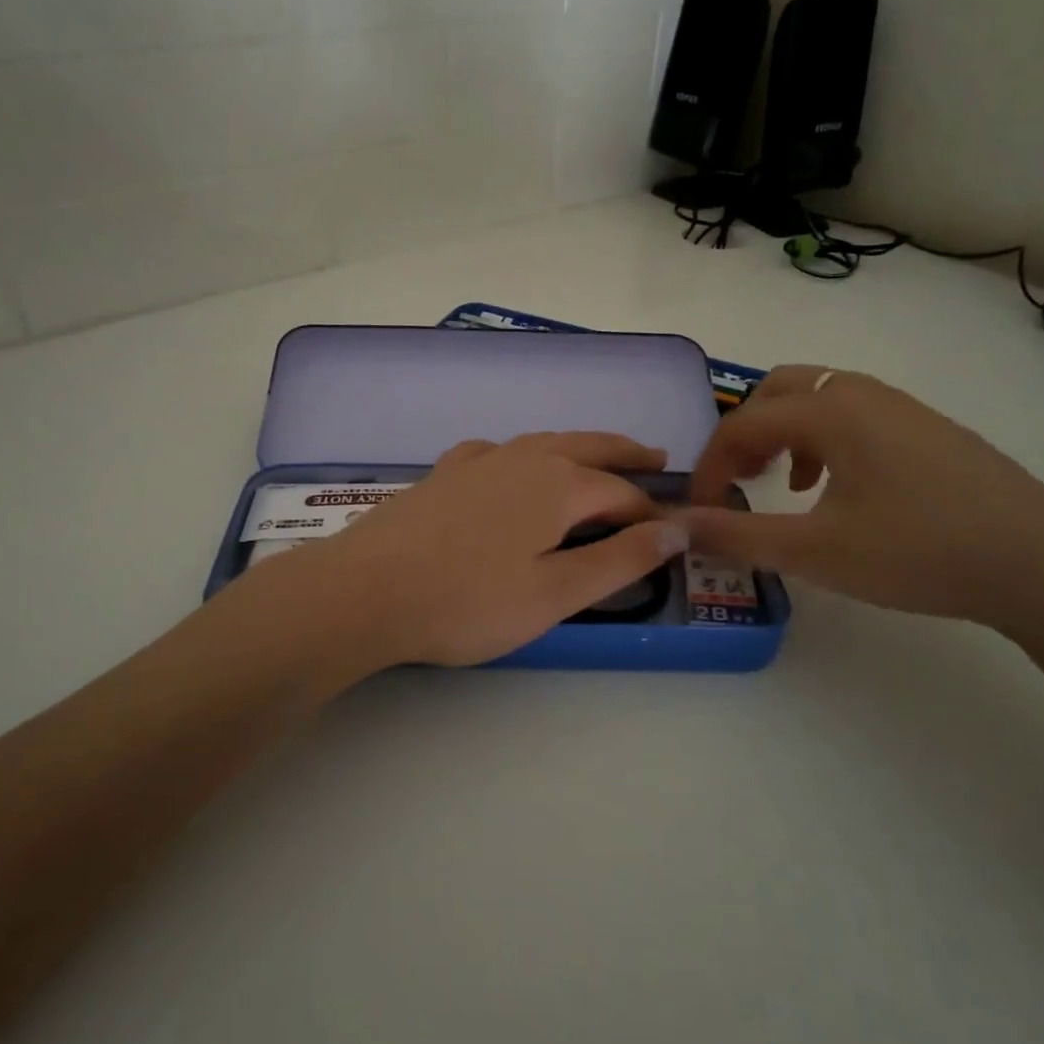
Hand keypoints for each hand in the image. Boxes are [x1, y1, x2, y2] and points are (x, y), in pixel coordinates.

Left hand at [264, 432, 688, 668]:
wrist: (366, 590)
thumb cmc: (468, 601)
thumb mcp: (555, 593)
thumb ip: (619, 560)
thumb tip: (677, 529)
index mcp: (558, 483)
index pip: (621, 493)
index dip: (649, 515)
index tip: (668, 535)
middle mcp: (523, 458)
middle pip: (588, 446)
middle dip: (625, 453)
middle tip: (657, 457)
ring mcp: (479, 461)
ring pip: (543, 442)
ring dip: (579, 447)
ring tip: (597, 456)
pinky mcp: (444, 473)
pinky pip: (497, 452)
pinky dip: (522, 454)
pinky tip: (511, 465)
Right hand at [685, 366, 1043, 634]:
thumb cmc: (919, 552)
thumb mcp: (815, 552)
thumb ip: (738, 536)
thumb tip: (679, 525)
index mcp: (830, 412)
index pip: (742, 424)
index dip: (710, 466)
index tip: (702, 510)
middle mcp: (861, 394)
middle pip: (777, 390)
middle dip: (745, 432)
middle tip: (739, 480)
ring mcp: (902, 407)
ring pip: (818, 398)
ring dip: (785, 432)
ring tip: (784, 483)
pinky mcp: (929, 429)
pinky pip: (854, 414)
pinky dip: (824, 438)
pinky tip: (840, 489)